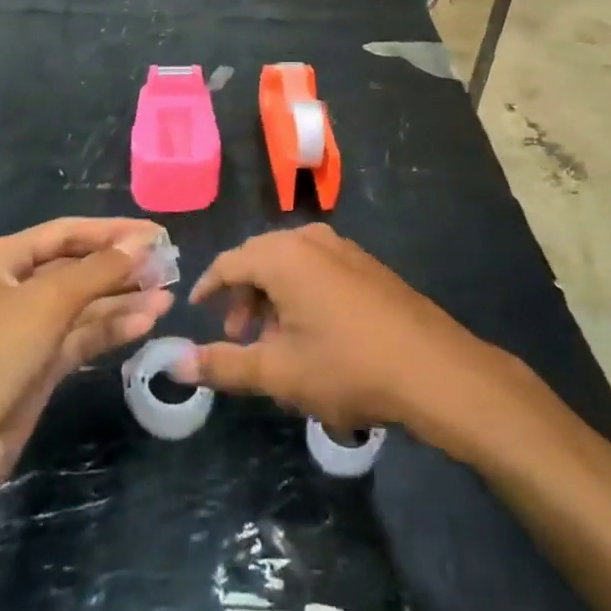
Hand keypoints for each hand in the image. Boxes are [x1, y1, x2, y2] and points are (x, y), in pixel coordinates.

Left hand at [0, 218, 174, 504]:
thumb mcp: (44, 303)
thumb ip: (97, 270)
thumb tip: (142, 241)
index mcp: (0, 261)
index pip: (66, 233)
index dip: (112, 231)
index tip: (156, 234)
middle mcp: (12, 290)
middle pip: (76, 268)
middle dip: (120, 267)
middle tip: (169, 267)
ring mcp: (24, 332)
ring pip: (82, 307)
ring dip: (122, 300)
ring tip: (168, 297)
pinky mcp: (36, 370)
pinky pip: (79, 339)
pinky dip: (110, 330)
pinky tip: (145, 323)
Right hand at [174, 224, 510, 446]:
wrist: (433, 369)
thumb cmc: (347, 367)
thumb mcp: (278, 372)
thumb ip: (224, 365)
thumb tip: (176, 363)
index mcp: (283, 255)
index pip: (230, 261)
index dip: (209, 286)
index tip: (197, 311)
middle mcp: (311, 239)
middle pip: (260, 258)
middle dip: (242, 296)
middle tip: (237, 336)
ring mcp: (343, 248)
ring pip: (290, 264)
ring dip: (272, 297)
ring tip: (274, 341)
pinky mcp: (367, 264)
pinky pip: (318, 268)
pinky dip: (300, 293)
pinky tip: (311, 333)